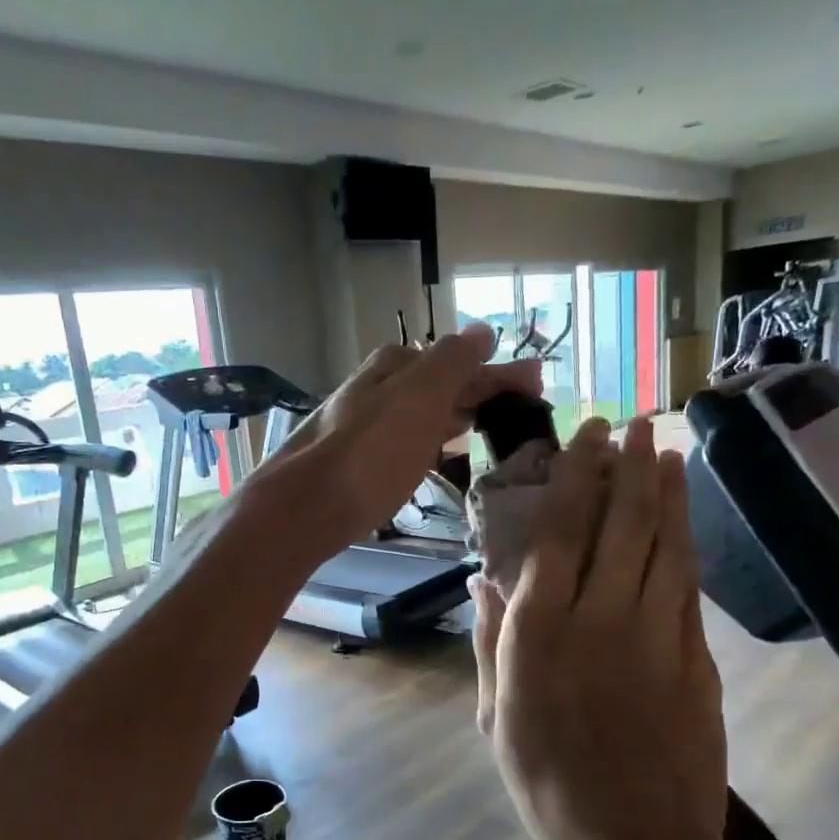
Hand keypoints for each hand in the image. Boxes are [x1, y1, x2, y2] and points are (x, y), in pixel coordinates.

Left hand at [255, 326, 540, 555]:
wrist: (302, 509)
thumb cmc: (369, 454)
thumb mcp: (419, 397)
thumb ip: (452, 362)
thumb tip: (482, 330)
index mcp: (392, 367)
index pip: (458, 360)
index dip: (497, 371)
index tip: (536, 384)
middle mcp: (373, 389)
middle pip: (437, 384)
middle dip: (479, 391)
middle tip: (521, 408)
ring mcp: (360, 427)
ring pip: (419, 412)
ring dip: (455, 413)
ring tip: (487, 425)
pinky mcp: (353, 465)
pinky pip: (403, 441)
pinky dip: (429, 440)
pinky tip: (436, 454)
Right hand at [472, 417, 727, 839]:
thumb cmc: (548, 785)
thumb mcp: (496, 718)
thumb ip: (491, 643)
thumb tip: (483, 583)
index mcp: (542, 633)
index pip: (563, 532)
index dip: (579, 475)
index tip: (589, 436)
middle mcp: (602, 618)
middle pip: (624, 524)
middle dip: (631, 467)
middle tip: (638, 425)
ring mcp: (658, 636)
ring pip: (666, 546)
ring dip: (668, 495)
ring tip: (666, 454)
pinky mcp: (697, 660)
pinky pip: (688, 588)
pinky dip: (685, 546)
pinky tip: (683, 524)